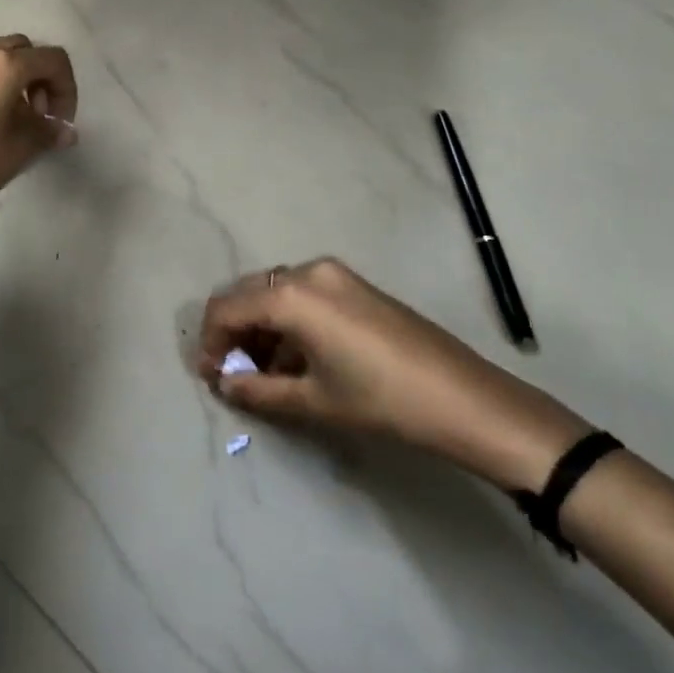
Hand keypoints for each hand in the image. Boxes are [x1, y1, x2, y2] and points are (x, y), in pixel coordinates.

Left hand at [0, 35, 78, 232]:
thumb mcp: (18, 151)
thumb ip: (47, 132)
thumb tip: (64, 130)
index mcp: (2, 65)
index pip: (52, 60)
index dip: (66, 89)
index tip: (59, 121)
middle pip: (21, 51)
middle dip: (38, 78)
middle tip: (36, 116)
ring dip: (11, 81)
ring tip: (9, 120)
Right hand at [198, 258, 588, 491]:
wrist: (463, 399)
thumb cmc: (380, 401)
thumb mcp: (312, 400)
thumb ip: (258, 390)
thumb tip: (225, 385)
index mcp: (291, 295)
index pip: (226, 308)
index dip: (210, 343)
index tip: (210, 377)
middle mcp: (308, 271)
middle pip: (248, 294)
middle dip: (233, 333)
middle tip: (232, 376)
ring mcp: (336, 275)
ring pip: (276, 294)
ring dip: (260, 328)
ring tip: (263, 374)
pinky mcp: (355, 285)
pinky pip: (303, 295)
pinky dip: (288, 322)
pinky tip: (296, 359)